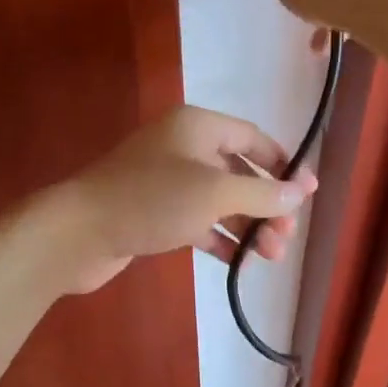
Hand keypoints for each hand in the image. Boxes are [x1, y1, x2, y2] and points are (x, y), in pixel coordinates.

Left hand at [50, 107, 317, 293]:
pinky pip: (197, 219)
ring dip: (246, 226)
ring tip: (270, 257)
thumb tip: (301, 192)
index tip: (308, 194)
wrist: (79, 231)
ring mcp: (166, 180)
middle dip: (266, 204)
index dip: (284, 165)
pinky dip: (218, 236)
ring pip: (219, 199)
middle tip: (285, 237)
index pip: (253, 138)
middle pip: (238, 171)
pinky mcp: (153, 210)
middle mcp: (183, 147)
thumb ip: (262, 193)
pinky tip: (236, 259)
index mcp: (198, 126)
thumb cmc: (152, 200)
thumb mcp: (215, 193)